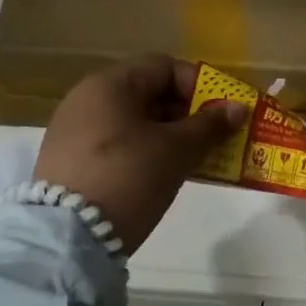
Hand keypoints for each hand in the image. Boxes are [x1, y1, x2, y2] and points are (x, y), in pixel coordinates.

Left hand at [34, 55, 248, 252]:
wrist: (67, 239)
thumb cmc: (128, 177)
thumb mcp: (175, 151)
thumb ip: (209, 126)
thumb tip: (238, 107)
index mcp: (109, 84)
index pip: (163, 67)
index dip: (198, 85)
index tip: (220, 112)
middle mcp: (86, 98)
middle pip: (147, 93)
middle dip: (185, 113)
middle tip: (212, 139)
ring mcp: (73, 130)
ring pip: (132, 121)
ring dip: (166, 135)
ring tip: (192, 160)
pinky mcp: (67, 160)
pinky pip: (115, 143)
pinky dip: (142, 151)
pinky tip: (159, 176)